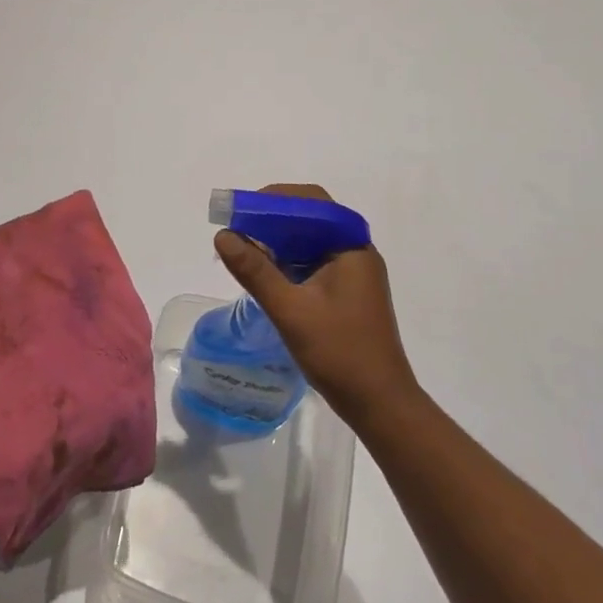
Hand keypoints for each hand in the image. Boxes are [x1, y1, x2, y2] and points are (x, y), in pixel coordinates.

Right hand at [213, 183, 421, 433]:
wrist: (379, 403)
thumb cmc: (339, 352)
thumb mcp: (290, 310)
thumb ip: (255, 270)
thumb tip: (223, 236)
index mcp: (351, 248)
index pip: (312, 203)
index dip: (275, 199)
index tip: (241, 208)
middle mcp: (355, 253)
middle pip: (311, 219)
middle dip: (272, 218)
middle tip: (236, 227)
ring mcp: (352, 274)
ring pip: (310, 241)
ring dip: (278, 240)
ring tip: (243, 248)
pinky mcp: (345, 293)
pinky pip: (312, 263)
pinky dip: (287, 261)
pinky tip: (263, 273)